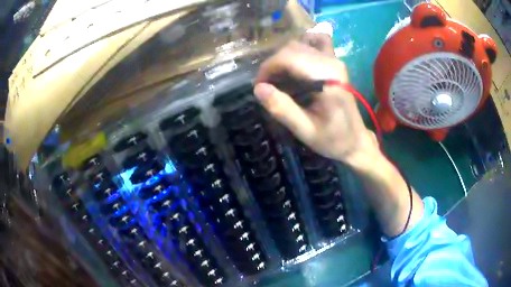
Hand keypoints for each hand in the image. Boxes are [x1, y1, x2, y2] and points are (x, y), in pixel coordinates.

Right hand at [253, 40, 378, 165]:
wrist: (355, 140)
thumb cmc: (332, 138)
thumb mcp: (305, 130)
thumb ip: (282, 109)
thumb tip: (258, 88)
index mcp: (327, 77)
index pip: (289, 58)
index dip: (268, 68)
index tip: (259, 86)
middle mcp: (332, 62)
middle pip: (292, 48)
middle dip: (273, 64)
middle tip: (267, 86)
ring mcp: (335, 59)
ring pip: (300, 44)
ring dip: (283, 58)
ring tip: (278, 79)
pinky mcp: (335, 62)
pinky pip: (315, 43)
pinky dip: (301, 48)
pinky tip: (295, 63)